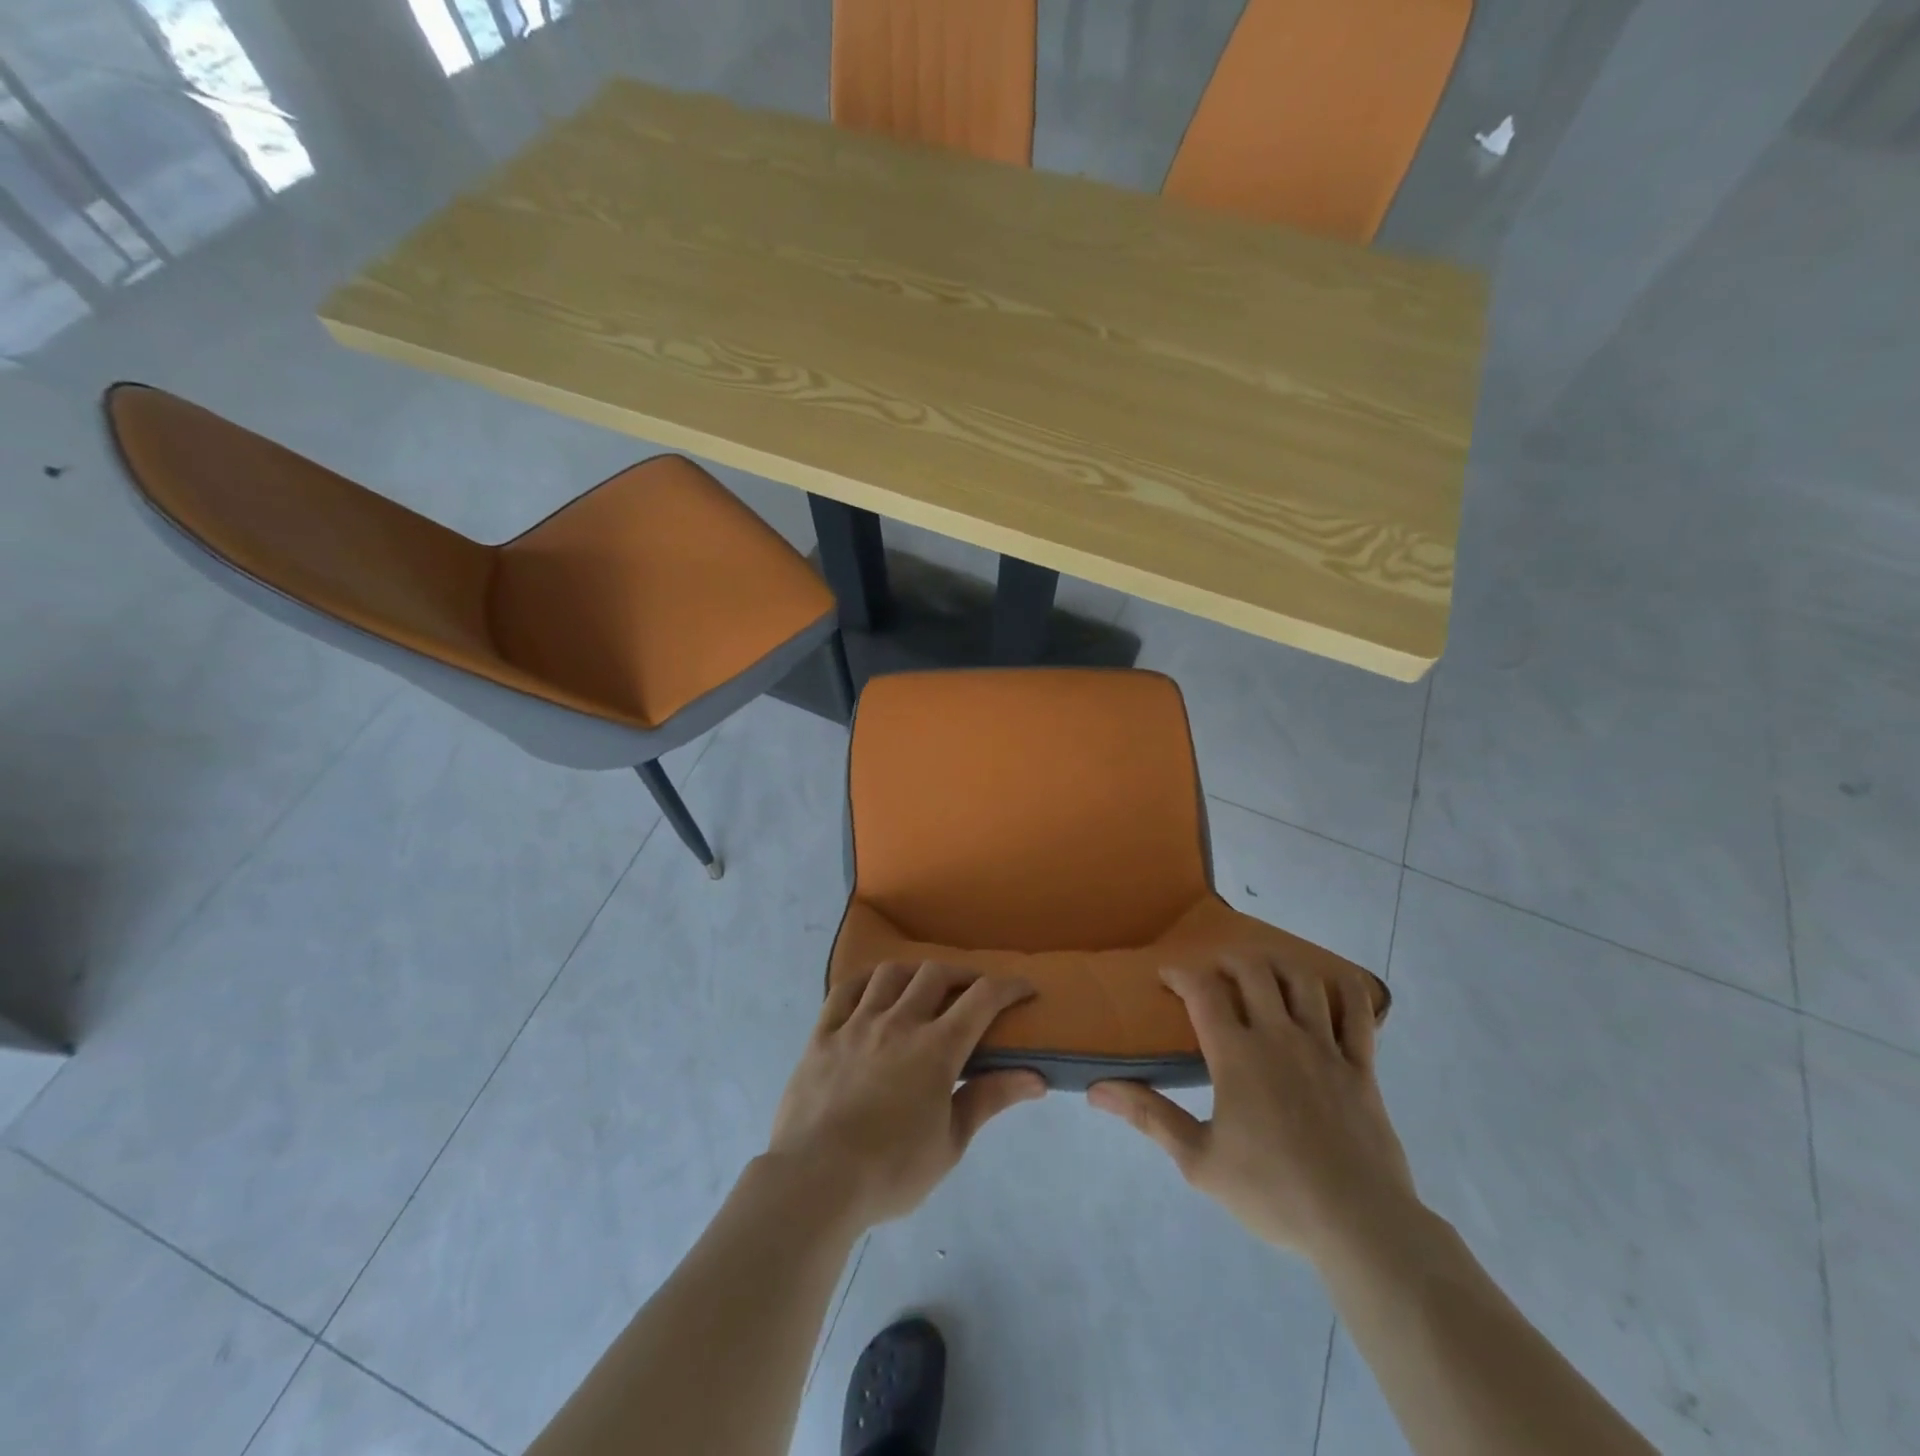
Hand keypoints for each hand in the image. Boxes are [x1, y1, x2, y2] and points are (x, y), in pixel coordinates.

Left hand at [765, 961, 1044, 1228]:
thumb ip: (989, 1100)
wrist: (814, 1181)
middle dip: (961, 975)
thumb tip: (1036, 1078)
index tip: (1024, 988)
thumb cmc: (890, 1170)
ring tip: (922, 986)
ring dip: (914, 972)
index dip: (1008, 986)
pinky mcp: (823, 1034)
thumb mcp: (950, 1144)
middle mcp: (899, 1022)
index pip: (982, 999)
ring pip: (890, 974)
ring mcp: (857, 1023)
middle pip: (935, 974)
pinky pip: (844, 990)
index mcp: (936, 1048)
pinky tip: (872, 989)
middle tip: (972, 990)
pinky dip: (865, 981)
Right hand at [1088, 957, 1418, 1264]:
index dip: (1180, 973)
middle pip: (1253, 971)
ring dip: (1279, 965)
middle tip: (1214, 972)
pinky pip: (1359, 1013)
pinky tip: (1332, 989)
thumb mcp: (1199, 1161)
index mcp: (1237, 1055)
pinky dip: (1346, 991)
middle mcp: (1279, 1037)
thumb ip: (1149, 1117)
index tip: (1166, 975)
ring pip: (1303, 980)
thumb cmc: (1272, 1193)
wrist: (1358, 1226)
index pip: (1202, 991)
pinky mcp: (1362, 1067)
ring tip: (1266, 972)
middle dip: (1227, 960)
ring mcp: (1325, 1048)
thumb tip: (1096, 1090)